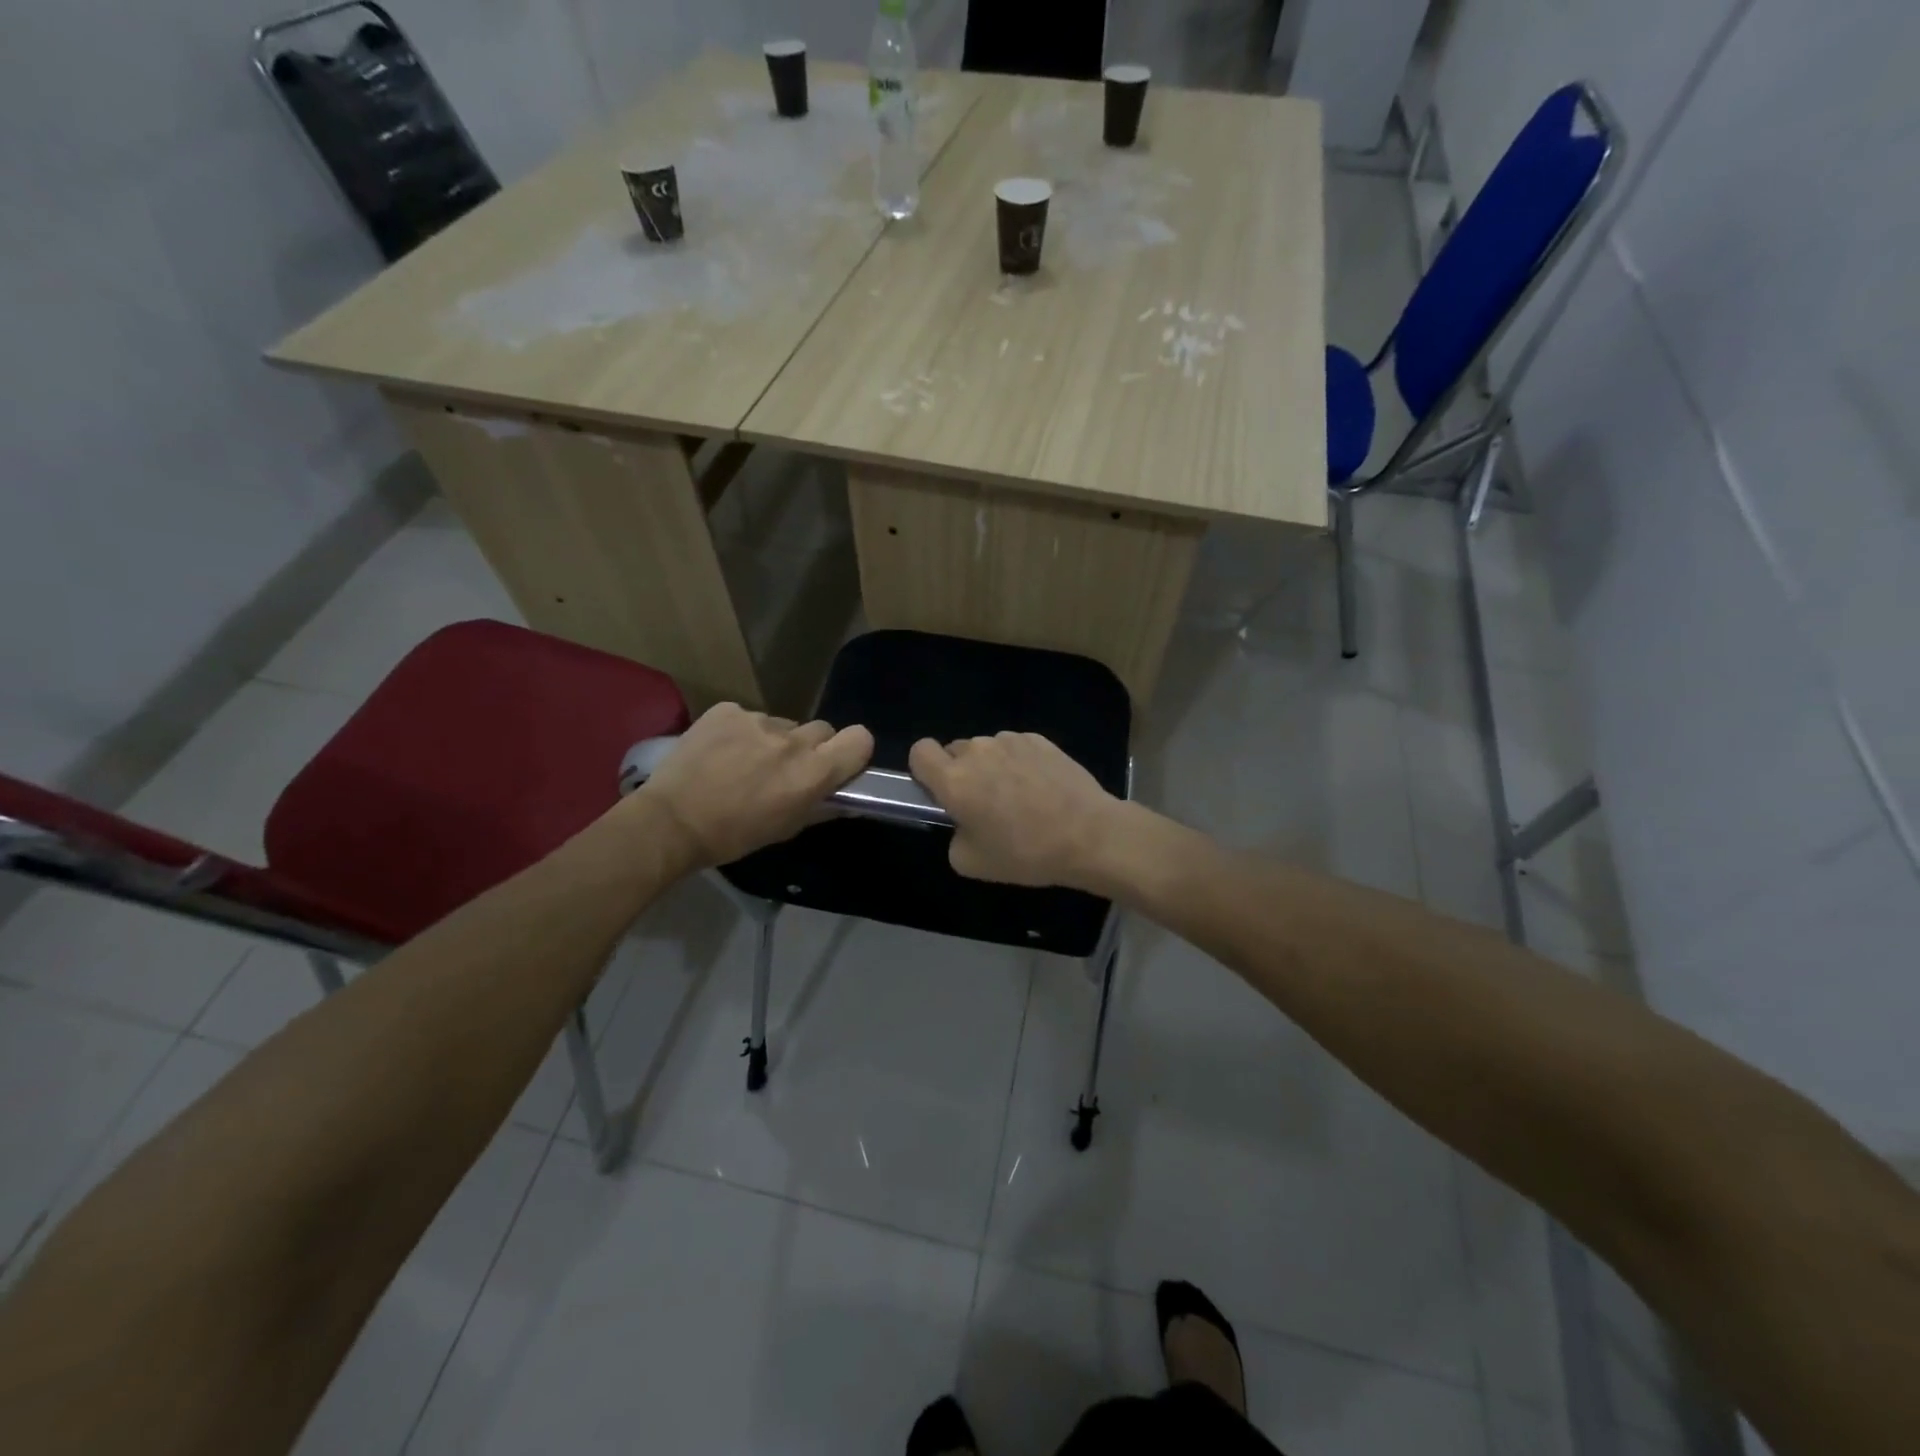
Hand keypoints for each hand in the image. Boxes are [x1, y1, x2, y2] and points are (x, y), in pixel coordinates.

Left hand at [639, 704, 872, 867]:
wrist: (670, 822)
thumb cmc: (733, 835)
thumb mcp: (786, 829)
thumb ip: (822, 807)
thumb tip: (849, 799)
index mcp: (813, 772)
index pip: (860, 739)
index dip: (853, 750)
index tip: (837, 763)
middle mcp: (792, 740)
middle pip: (822, 730)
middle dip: (811, 747)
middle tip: (786, 769)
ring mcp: (758, 720)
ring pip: (782, 725)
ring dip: (773, 741)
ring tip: (743, 763)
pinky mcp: (727, 710)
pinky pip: (748, 717)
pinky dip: (741, 732)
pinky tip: (721, 753)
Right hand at [908, 732, 1122, 888]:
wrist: (1089, 835)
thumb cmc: (1026, 853)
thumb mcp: (971, 863)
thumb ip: (953, 836)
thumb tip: (962, 823)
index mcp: (954, 780)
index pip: (919, 751)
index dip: (924, 769)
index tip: (940, 791)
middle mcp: (978, 751)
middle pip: (955, 751)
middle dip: (962, 772)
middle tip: (984, 804)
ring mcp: (1011, 741)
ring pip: (987, 749)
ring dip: (992, 767)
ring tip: (1019, 797)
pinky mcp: (1040, 739)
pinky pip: (1015, 747)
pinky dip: (1020, 762)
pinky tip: (1041, 788)